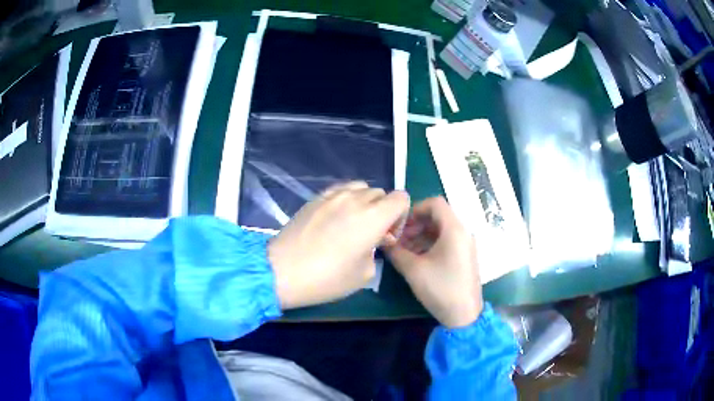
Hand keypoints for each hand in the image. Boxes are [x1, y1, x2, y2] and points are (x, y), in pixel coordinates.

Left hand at [269, 181, 409, 309]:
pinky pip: (340, 191)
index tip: (388, 235)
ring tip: (352, 223)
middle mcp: (355, 199)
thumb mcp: (364, 273)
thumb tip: (374, 239)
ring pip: (360, 187)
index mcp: (373, 217)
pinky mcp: (315, 198)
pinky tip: (334, 219)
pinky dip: (345, 200)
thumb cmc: (327, 278)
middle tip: (370, 234)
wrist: (283, 271)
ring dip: (364, 202)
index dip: (400, 215)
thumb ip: (376, 249)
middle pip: (381, 193)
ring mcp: (332, 196)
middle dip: (382, 210)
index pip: (401, 198)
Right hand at [384, 197, 482, 327]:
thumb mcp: (414, 270)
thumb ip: (396, 252)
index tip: (401, 225)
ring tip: (404, 251)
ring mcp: (465, 244)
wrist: (464, 315)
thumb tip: (383, 241)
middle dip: (415, 224)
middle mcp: (463, 232)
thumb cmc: (441, 288)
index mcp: (454, 229)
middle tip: (398, 239)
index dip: (415, 209)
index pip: (435, 203)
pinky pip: (446, 241)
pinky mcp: (464, 256)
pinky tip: (416, 258)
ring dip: (421, 235)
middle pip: (437, 216)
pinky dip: (430, 244)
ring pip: (440, 229)